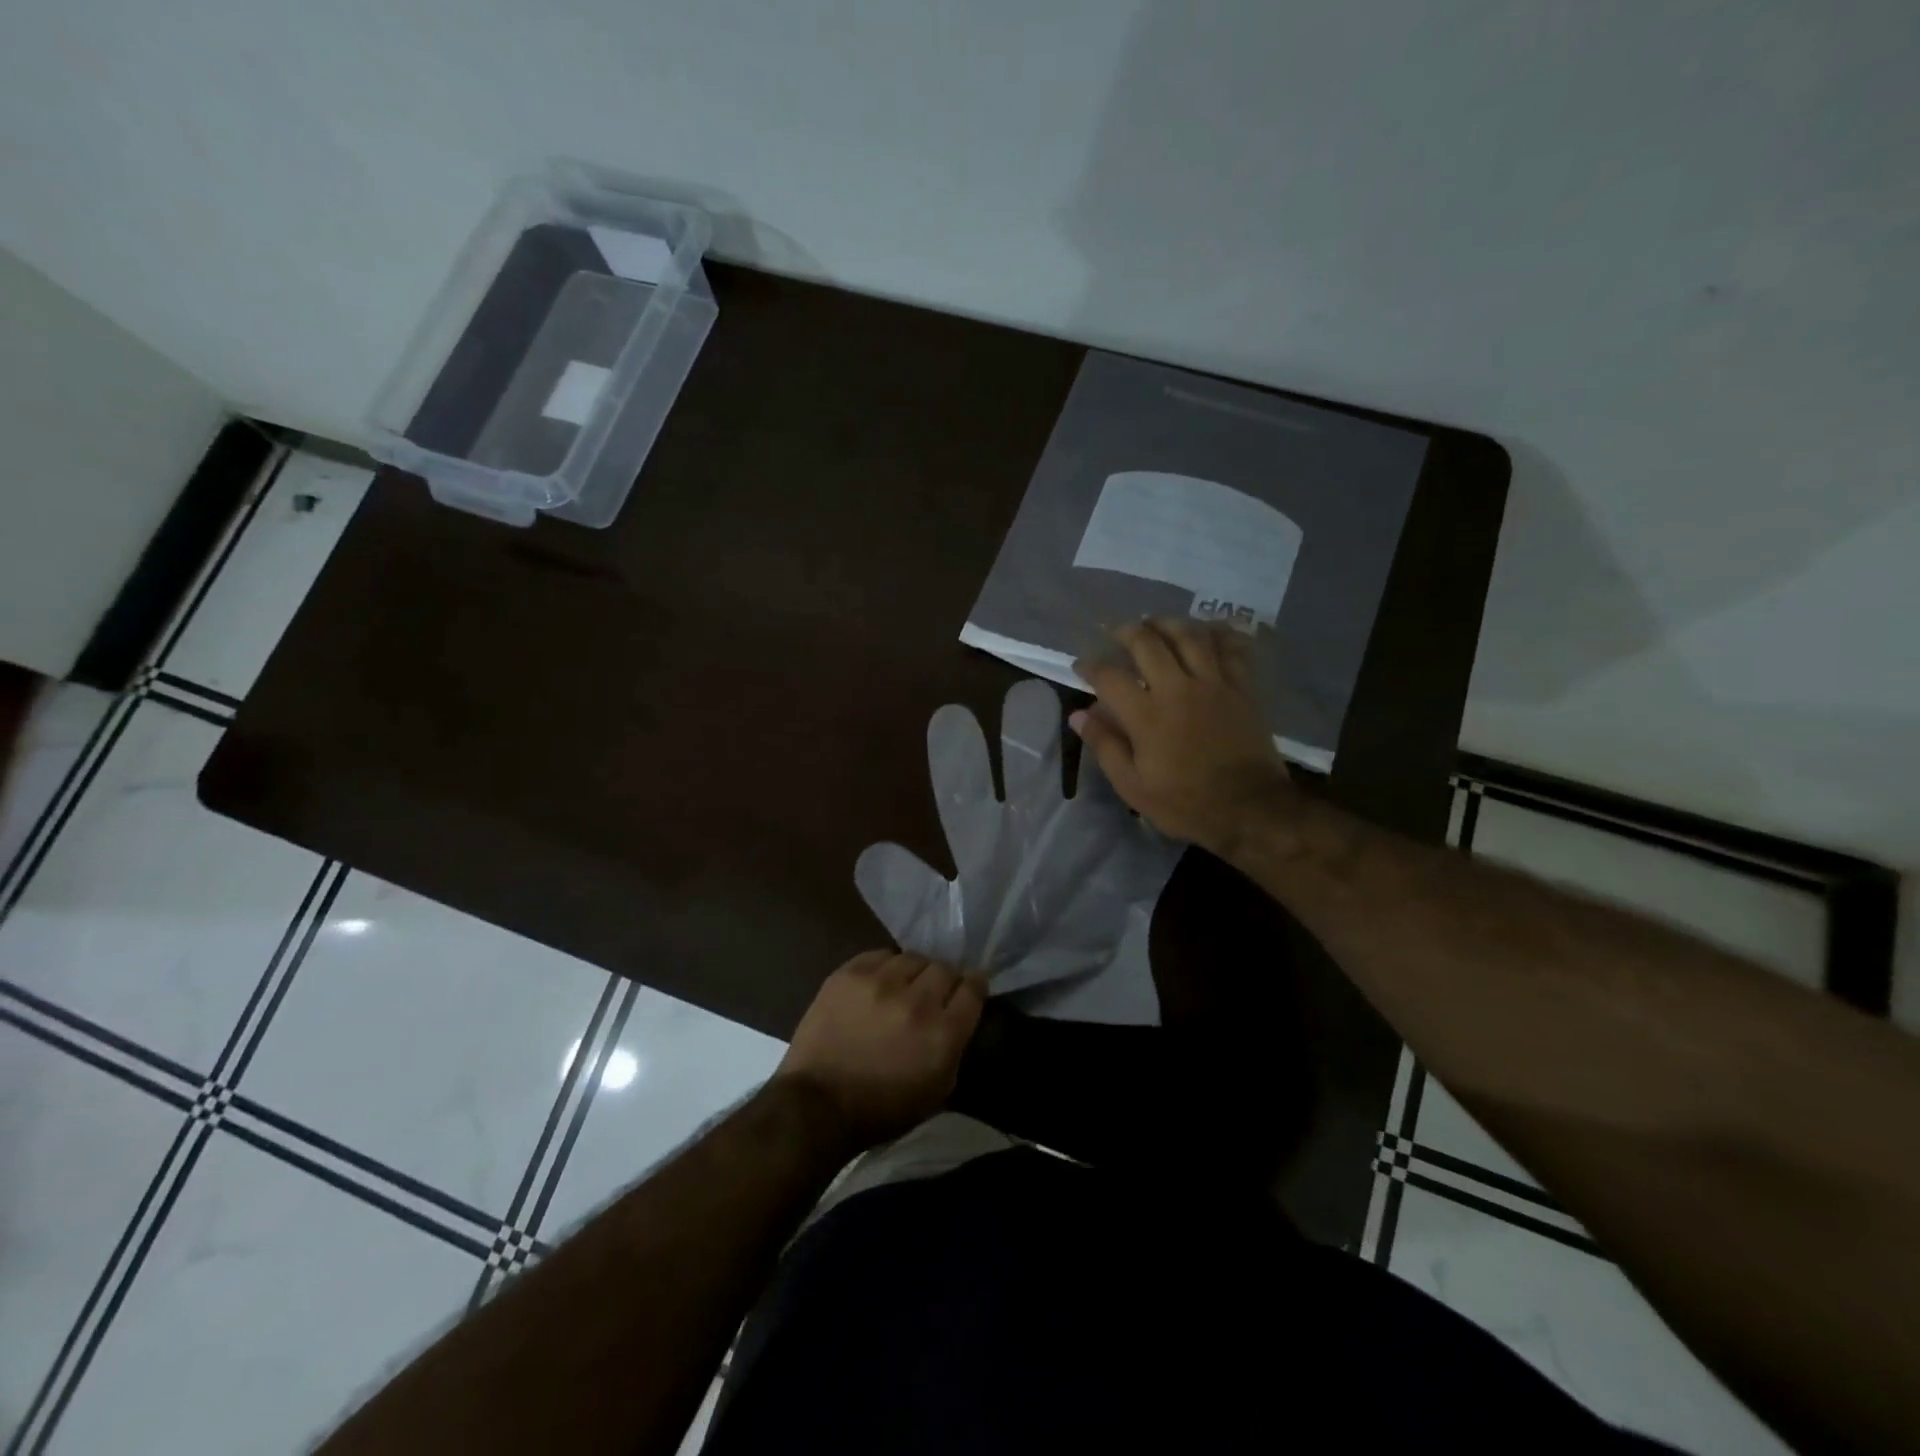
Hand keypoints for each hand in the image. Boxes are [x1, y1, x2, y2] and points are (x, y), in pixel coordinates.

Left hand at [776, 950, 986, 1149]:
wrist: (817, 1104)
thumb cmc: (882, 1109)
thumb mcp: (938, 1091)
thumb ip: (957, 1047)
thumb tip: (962, 1015)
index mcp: (942, 1033)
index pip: (973, 988)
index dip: (974, 987)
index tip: (969, 990)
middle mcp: (916, 1000)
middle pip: (944, 968)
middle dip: (943, 981)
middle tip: (932, 996)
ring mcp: (880, 982)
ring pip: (913, 957)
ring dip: (913, 973)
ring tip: (903, 988)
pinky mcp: (850, 973)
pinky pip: (881, 955)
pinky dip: (885, 967)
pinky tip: (879, 984)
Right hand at [1071, 618, 1292, 855]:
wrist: (1250, 809)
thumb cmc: (1185, 803)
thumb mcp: (1133, 786)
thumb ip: (1105, 746)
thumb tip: (1079, 715)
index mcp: (1147, 715)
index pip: (1110, 676)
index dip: (1090, 666)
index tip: (1081, 666)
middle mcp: (1178, 689)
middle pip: (1148, 642)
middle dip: (1127, 631)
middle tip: (1116, 632)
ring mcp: (1215, 684)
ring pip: (1190, 635)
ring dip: (1168, 623)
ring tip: (1155, 623)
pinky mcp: (1243, 688)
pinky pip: (1231, 648)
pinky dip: (1217, 634)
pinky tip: (1207, 630)